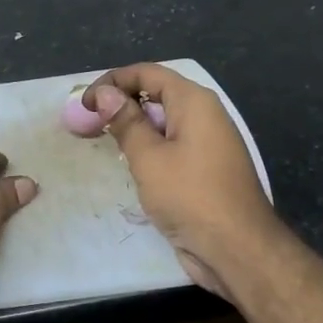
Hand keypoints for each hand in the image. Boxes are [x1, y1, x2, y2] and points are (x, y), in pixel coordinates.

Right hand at [83, 64, 280, 298]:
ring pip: (163, 122)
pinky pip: (172, 145)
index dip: (113, 82)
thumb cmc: (190, 197)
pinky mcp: (205, 169)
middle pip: (156, 94)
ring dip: (133, 127)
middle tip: (88, 123)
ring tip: (103, 142)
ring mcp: (208, 143)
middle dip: (120, 103)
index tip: (85, 104)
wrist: (237, 250)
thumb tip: (105, 93)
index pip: (147, 73)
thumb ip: (125, 122)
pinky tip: (130, 165)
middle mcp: (204, 115)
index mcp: (194, 102)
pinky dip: (149, 147)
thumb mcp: (148, 157)